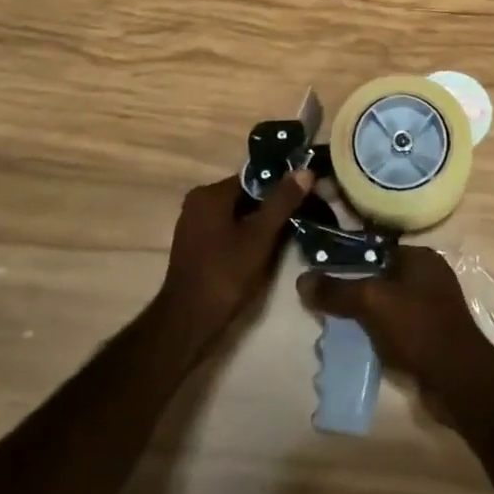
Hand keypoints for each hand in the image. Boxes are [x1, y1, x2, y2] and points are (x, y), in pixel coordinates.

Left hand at [157, 171, 311, 351]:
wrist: (188, 322)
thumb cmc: (225, 275)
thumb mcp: (260, 237)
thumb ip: (282, 202)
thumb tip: (305, 171)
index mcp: (210, 193)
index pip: (254, 178)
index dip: (281, 187)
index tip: (305, 196)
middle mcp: (198, 202)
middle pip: (245, 196)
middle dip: (272, 206)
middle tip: (301, 216)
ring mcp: (194, 224)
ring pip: (237, 214)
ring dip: (260, 223)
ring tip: (289, 233)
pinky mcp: (195, 245)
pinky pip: (227, 229)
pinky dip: (245, 235)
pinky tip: (265, 249)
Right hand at [296, 246, 493, 398]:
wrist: (459, 381)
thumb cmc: (417, 328)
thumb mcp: (371, 302)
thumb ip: (337, 290)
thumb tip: (302, 280)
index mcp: (420, 257)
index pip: (375, 248)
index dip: (347, 258)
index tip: (320, 272)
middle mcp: (428, 277)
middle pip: (379, 277)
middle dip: (352, 291)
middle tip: (323, 304)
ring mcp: (431, 308)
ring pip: (385, 305)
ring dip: (362, 316)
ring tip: (334, 328)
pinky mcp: (430, 336)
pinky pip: (395, 328)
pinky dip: (377, 334)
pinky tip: (358, 346)